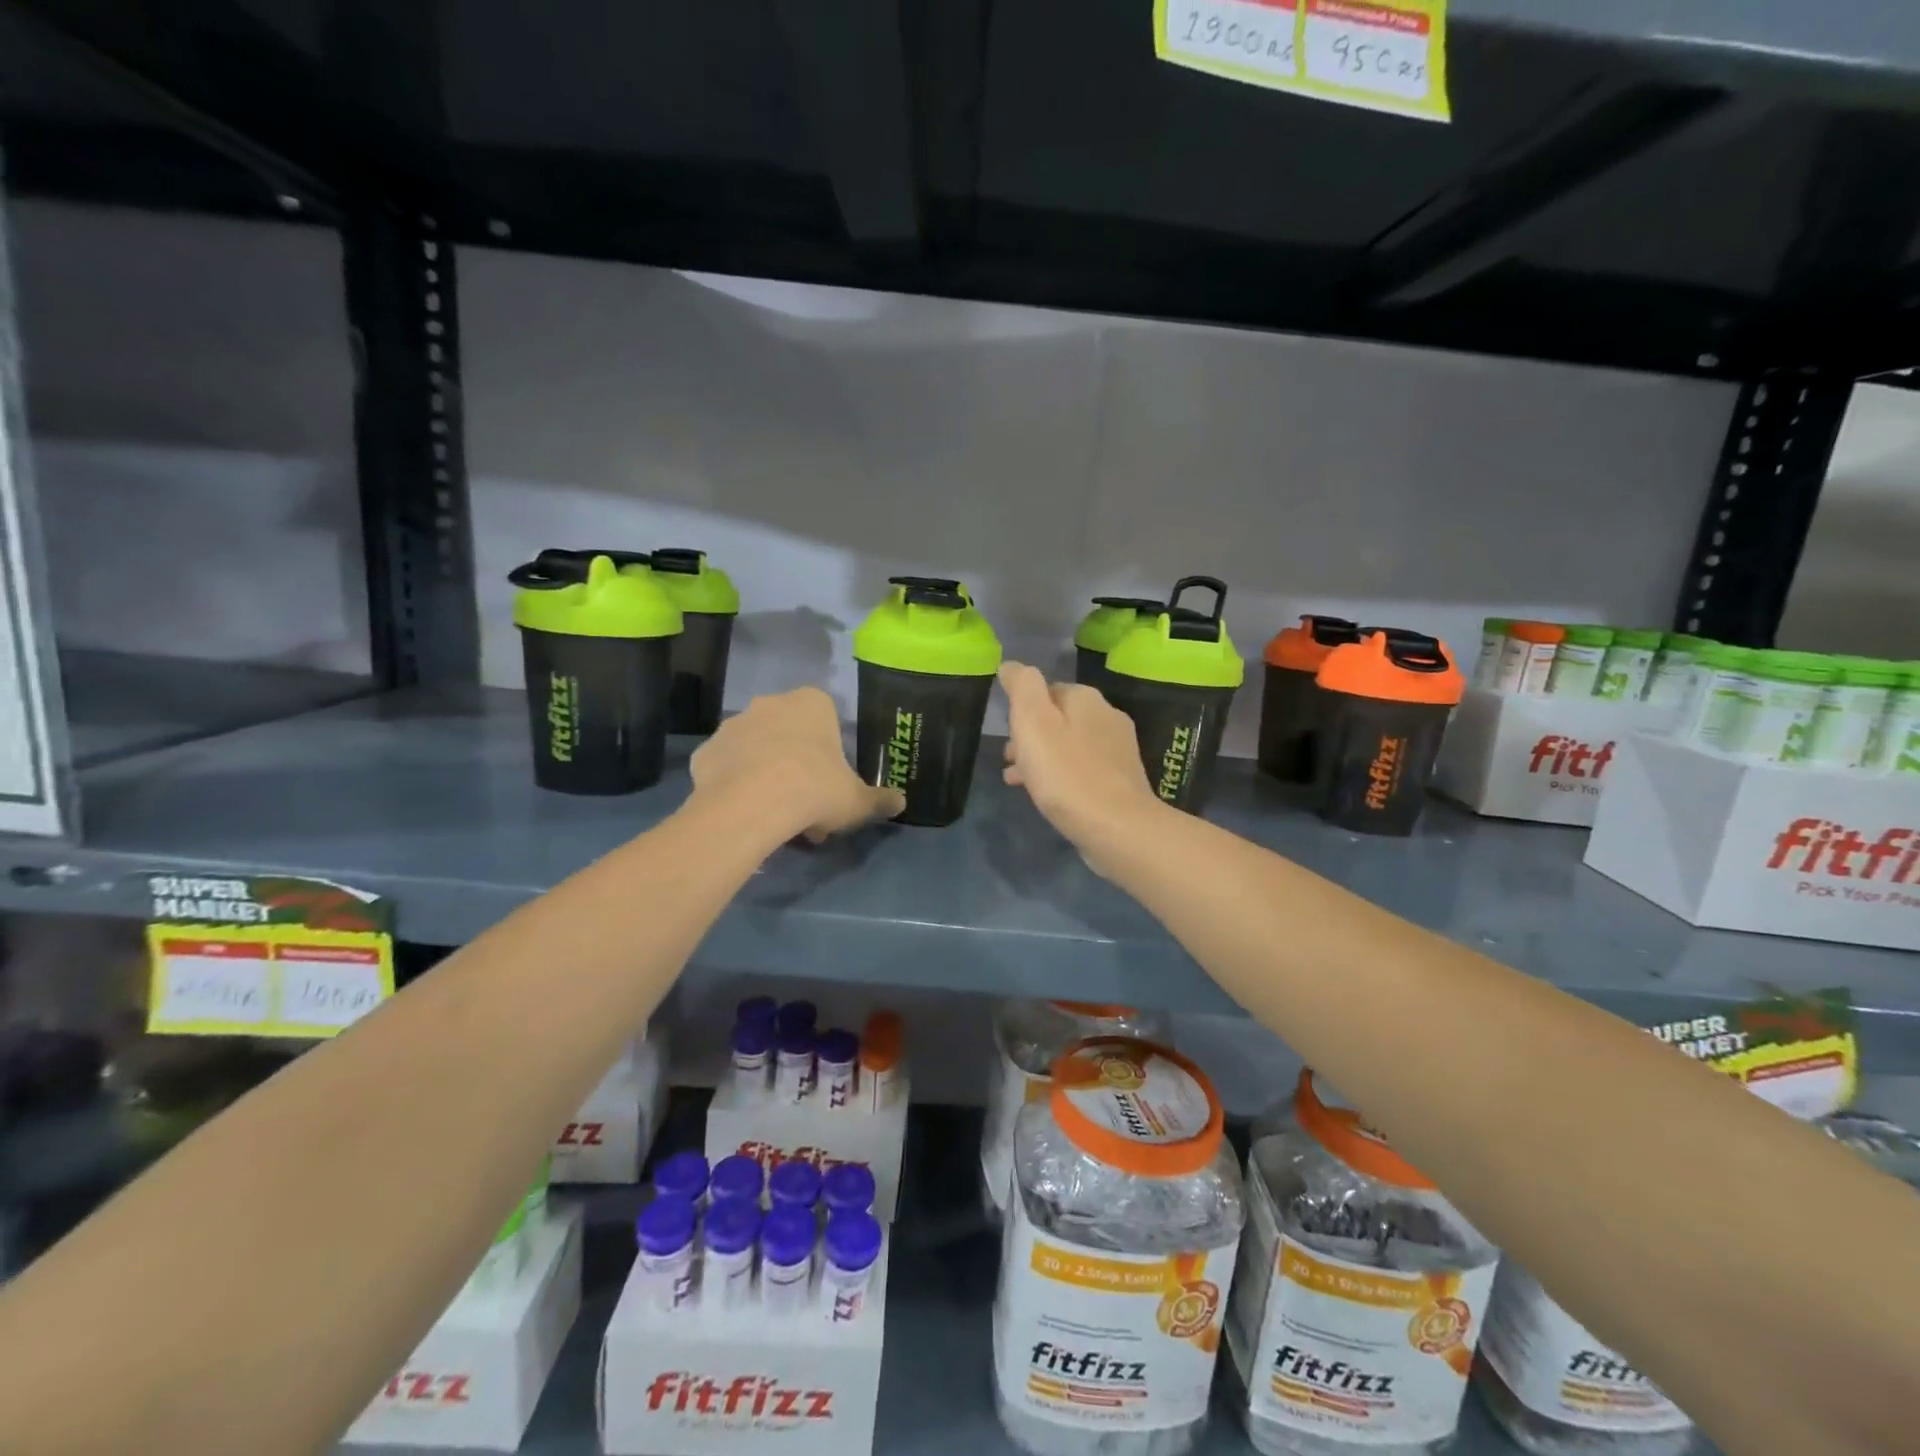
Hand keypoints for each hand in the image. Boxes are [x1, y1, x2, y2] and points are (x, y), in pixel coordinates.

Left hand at [691, 687, 903, 840]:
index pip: (826, 717)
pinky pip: (725, 766)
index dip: (830, 751)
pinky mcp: (704, 751)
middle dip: (797, 761)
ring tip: (774, 813)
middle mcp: (770, 704)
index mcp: (812, 703)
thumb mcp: (857, 801)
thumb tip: (901, 802)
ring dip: (765, 771)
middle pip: (788, 731)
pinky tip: (743, 811)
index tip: (832, 781)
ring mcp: (733, 725)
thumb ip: (879, 799)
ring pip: (756, 747)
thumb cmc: (814, 790)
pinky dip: (733, 783)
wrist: (751, 806)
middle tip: (806, 802)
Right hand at [999, 662, 1163, 856]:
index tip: (1007, 736)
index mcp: (1085, 698)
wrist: (1116, 826)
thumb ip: (1022, 687)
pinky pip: (1082, 768)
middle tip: (1010, 762)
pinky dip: (1062, 775)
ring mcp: (1119, 748)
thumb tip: (1011, 665)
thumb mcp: (1033, 722)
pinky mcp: (1122, 778)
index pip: (1045, 690)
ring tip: (1020, 783)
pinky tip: (1051, 796)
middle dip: (1031, 737)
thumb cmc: (1066, 773)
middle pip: (1058, 718)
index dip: (1021, 712)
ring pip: (1069, 744)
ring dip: (1043, 758)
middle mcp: (1107, 715)